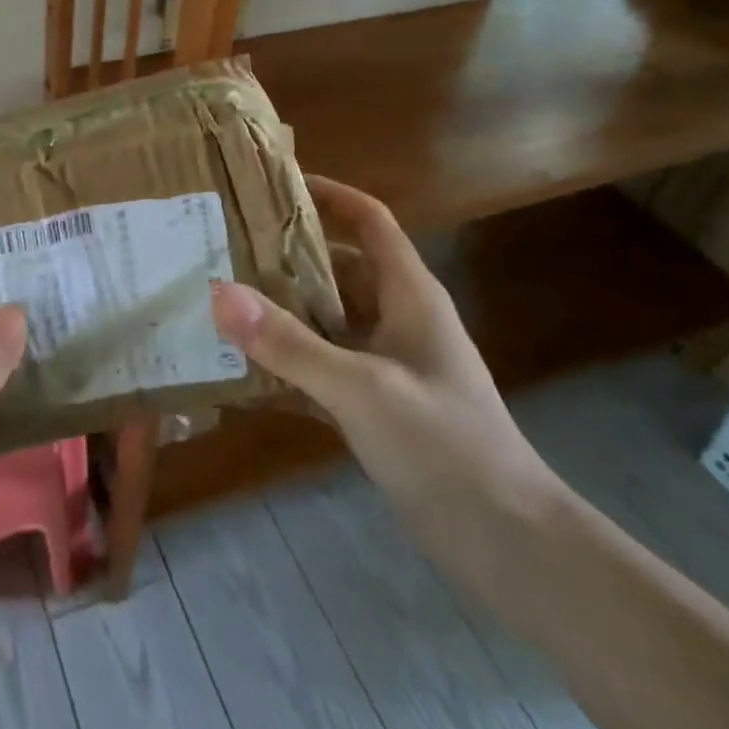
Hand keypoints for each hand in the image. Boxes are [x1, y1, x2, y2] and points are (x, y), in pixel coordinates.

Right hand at [209, 175, 556, 535]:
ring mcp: (389, 363)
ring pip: (329, 317)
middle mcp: (399, 318)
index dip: (329, 194)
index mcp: (409, 294)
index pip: (370, 221)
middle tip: (227, 246)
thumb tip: (219, 292)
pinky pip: (325, 365)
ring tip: (224, 299)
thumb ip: (290, 343)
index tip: (274, 184)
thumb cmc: (445, 447)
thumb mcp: (362, 389)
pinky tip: (245, 368)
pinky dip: (291, 361)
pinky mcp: (379, 404)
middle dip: (288, 254)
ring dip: (284, 309)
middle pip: (340, 266)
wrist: (509, 544)